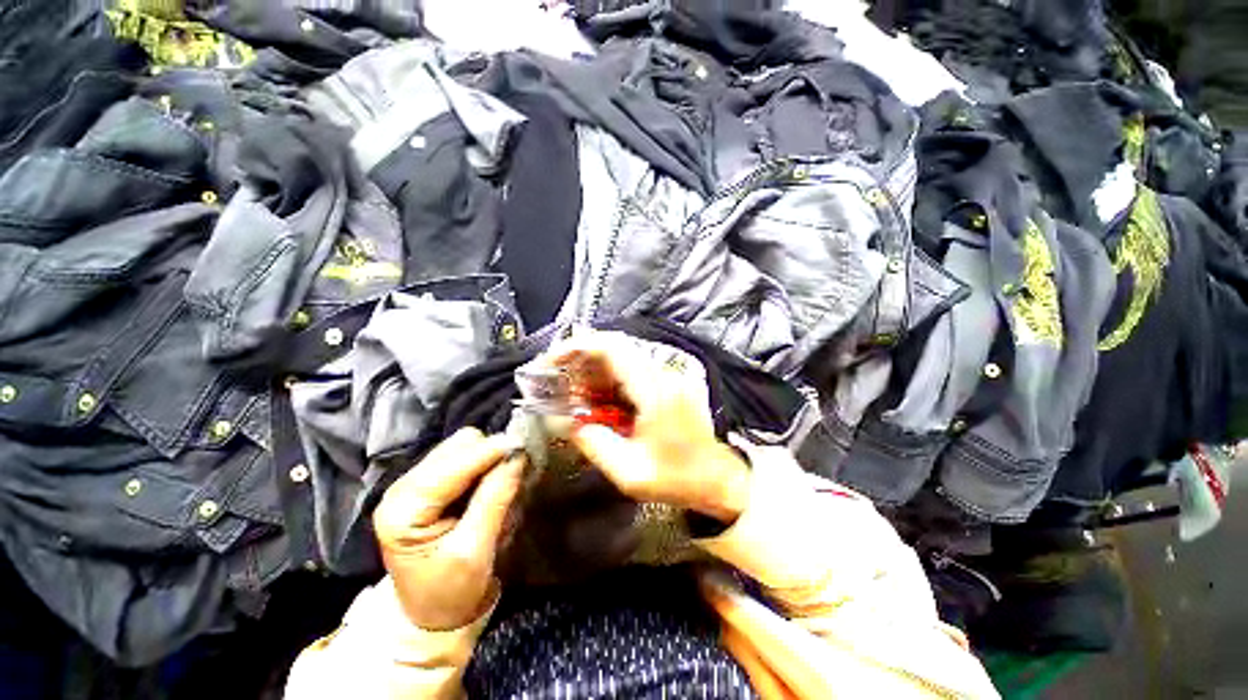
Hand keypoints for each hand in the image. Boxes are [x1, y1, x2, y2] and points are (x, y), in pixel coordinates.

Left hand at [372, 428, 525, 630]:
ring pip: (461, 446)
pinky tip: (488, 484)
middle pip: (457, 447)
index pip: (453, 464)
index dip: (490, 452)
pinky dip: (482, 463)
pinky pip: (462, 456)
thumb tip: (517, 455)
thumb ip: (495, 499)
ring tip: (501, 482)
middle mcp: (402, 488)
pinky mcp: (428, 482)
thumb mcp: (475, 551)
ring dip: (487, 458)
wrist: (432, 614)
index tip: (524, 448)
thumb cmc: (451, 591)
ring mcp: (414, 482)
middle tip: (515, 473)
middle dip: (490, 455)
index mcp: (404, 510)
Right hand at [551, 331, 750, 523]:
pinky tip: (599, 400)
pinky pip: (633, 371)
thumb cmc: (678, 479)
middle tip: (560, 382)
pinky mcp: (669, 384)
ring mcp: (668, 377)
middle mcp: (662, 375)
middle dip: (581, 360)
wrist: (719, 480)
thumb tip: (568, 422)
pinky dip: (610, 379)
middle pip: (615, 348)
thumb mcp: (630, 472)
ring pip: (623, 358)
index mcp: (654, 391)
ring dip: (595, 370)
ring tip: (575, 394)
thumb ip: (594, 444)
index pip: (612, 349)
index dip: (578, 347)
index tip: (553, 360)